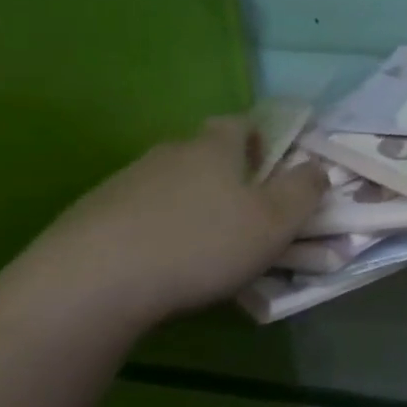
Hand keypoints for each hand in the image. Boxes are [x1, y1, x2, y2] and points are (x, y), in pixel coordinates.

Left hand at [8, 116, 326, 328]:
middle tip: (244, 215)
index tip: (270, 168)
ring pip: (171, 186)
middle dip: (227, 178)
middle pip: (204, 155)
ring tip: (204, 249)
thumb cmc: (200, 244)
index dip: (260, 139)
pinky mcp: (91, 216)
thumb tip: (316, 167)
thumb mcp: (275, 221)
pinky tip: (161, 265)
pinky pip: (139, 215)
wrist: (90, 283)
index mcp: (214, 148)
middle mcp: (168, 154)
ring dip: (191, 206)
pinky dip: (157, 231)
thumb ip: (304, 190)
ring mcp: (124, 183)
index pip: (240, 123)